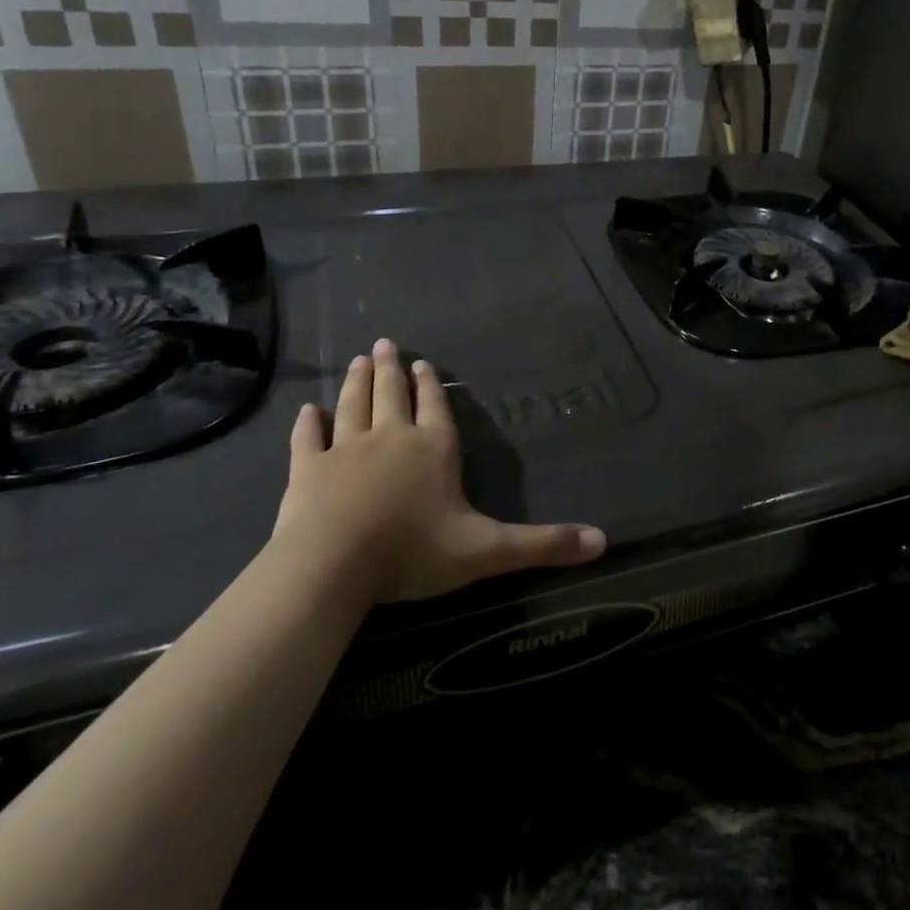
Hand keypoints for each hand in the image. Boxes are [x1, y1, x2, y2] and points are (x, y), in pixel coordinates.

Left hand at [274, 339, 605, 603]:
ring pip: (353, 406)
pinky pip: (308, 440)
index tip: (420, 362)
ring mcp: (345, 450)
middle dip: (390, 370)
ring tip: (358, 360)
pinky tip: (306, 410)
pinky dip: (307, 424)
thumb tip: (603, 541)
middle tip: (384, 344)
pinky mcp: (307, 471)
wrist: (332, 566)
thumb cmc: (413, 552)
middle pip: (391, 395)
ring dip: (356, 382)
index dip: (429, 385)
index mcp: (434, 449)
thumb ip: (544, 544)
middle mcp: (391, 438)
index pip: (435, 407)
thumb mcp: (488, 551)